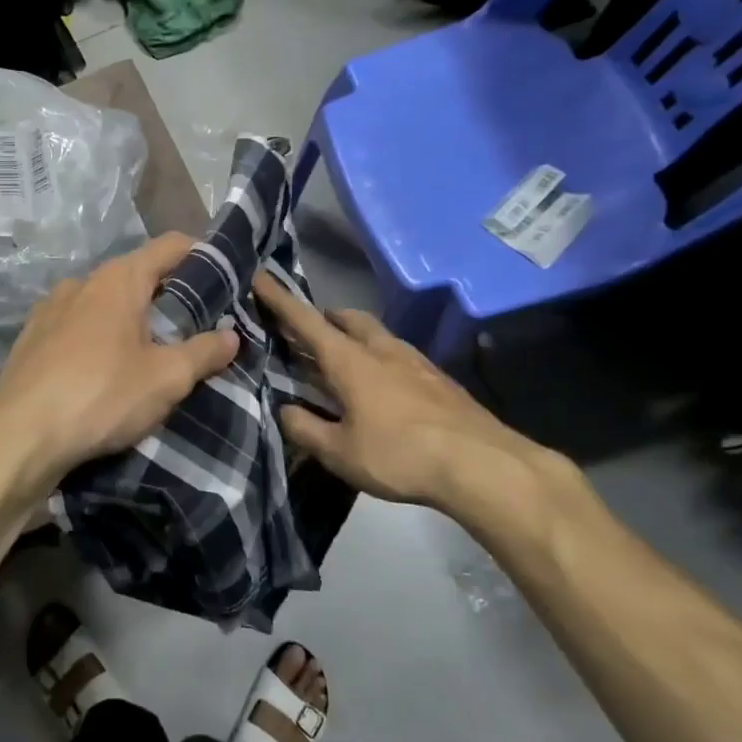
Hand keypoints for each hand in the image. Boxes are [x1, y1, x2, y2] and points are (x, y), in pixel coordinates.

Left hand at [0, 233, 237, 503]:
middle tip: (197, 327)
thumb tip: (232, 335)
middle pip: (138, 274)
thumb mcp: (166, 378)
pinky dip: (100, 337)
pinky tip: (106, 370)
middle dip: (169, 296)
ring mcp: (51, 308)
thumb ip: (204, 352)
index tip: (226, 280)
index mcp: (119, 278)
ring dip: (132, 319)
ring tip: (152, 352)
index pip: (171, 246)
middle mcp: (83, 281)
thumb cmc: (101, 395)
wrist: (18, 436)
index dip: (202, 256)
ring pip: (105, 302)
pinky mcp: (32, 337)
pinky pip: (79, 326)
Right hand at [254, 274, 586, 536]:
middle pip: (346, 319)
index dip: (279, 300)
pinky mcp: (437, 378)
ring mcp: (413, 360)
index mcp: (349, 360)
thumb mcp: (340, 452)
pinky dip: (378, 358)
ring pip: (375, 334)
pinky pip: (397, 354)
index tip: (260, 277)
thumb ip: (305, 429)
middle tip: (306, 332)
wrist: (481, 463)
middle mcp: (380, 349)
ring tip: (342, 360)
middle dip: (323, 318)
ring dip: (353, 337)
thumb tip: (285, 410)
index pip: (305, 321)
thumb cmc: (400, 454)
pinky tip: (381, 386)